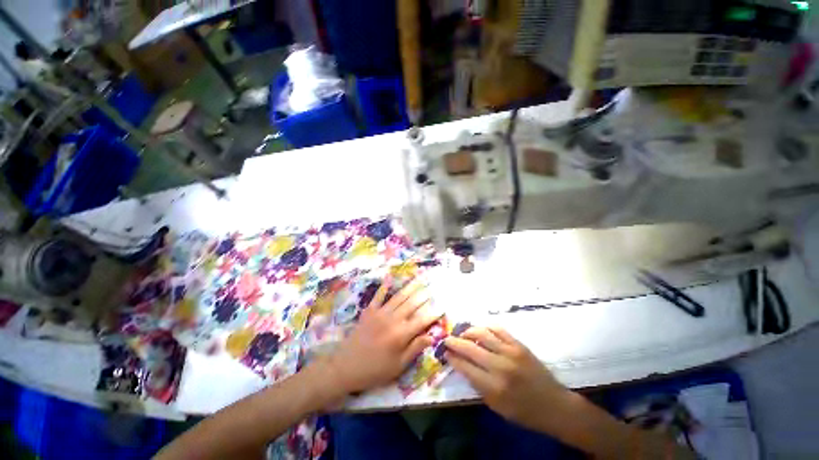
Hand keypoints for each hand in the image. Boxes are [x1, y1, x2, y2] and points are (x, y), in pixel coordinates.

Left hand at [323, 277, 439, 395]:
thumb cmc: (374, 370)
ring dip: (410, 287)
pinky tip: (389, 278)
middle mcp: (393, 319)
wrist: (346, 367)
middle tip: (432, 286)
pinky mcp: (369, 311)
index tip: (442, 306)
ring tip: (419, 279)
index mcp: (401, 334)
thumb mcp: (397, 366)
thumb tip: (431, 336)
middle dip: (424, 295)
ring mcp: (380, 313)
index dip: (433, 313)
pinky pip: (378, 296)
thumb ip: (414, 349)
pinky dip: (384, 287)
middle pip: (412, 304)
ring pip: (399, 297)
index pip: (422, 320)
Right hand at [444, 327, 569, 431]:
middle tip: (447, 339)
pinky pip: (498, 329)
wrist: (554, 405)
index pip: (465, 366)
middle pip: (470, 348)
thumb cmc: (523, 412)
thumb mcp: (496, 407)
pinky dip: (486, 327)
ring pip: (482, 334)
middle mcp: (500, 367)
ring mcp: (511, 353)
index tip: (445, 352)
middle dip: (454, 342)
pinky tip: (481, 330)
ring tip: (462, 333)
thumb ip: (477, 385)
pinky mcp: (519, 345)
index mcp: (493, 387)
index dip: (452, 357)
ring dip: (468, 331)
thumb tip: (460, 365)